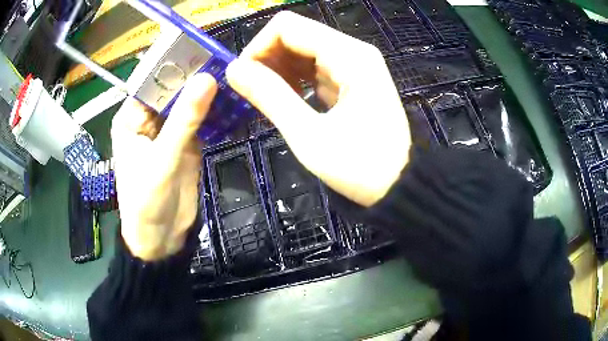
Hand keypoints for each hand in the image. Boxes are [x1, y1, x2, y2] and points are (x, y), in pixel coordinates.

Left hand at [111, 74, 216, 260]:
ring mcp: (168, 131)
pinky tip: (231, 100)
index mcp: (131, 119)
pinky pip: (200, 120)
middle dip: (194, 78)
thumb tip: (208, 79)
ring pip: (187, 104)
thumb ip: (184, 120)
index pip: (152, 83)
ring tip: (231, 75)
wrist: (161, 238)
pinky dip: (214, 112)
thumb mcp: (163, 159)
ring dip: (206, 93)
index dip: (175, 66)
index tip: (202, 52)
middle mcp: (148, 120)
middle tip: (223, 61)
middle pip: (172, 90)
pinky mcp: (185, 142)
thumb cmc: (147, 201)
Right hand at [226, 11, 410, 206]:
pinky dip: (294, 79)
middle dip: (266, 58)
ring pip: (303, 49)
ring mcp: (355, 64)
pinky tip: (285, 99)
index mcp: (348, 55)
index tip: (242, 79)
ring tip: (266, 99)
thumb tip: (233, 70)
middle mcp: (353, 50)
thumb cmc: (359, 167)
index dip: (257, 47)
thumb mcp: (308, 135)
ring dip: (278, 69)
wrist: (399, 186)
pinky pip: (314, 66)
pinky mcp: (353, 79)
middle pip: (295, 34)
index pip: (287, 27)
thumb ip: (269, 96)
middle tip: (251, 92)